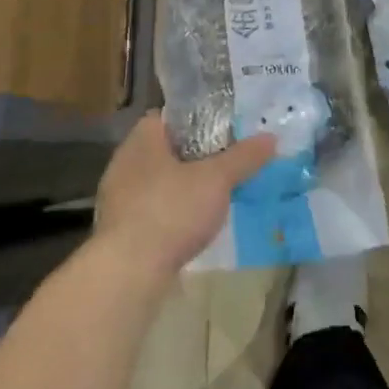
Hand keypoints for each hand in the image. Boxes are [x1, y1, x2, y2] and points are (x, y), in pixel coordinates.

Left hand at [93, 114, 276, 279]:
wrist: (128, 271)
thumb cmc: (171, 211)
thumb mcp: (217, 180)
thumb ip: (243, 157)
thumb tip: (270, 138)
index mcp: (142, 140)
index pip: (168, 117)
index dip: (196, 120)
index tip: (223, 130)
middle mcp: (124, 163)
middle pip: (165, 149)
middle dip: (194, 155)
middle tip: (226, 161)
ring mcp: (118, 197)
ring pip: (158, 181)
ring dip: (183, 185)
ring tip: (215, 193)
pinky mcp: (120, 229)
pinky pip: (152, 208)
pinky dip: (172, 211)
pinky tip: (193, 223)